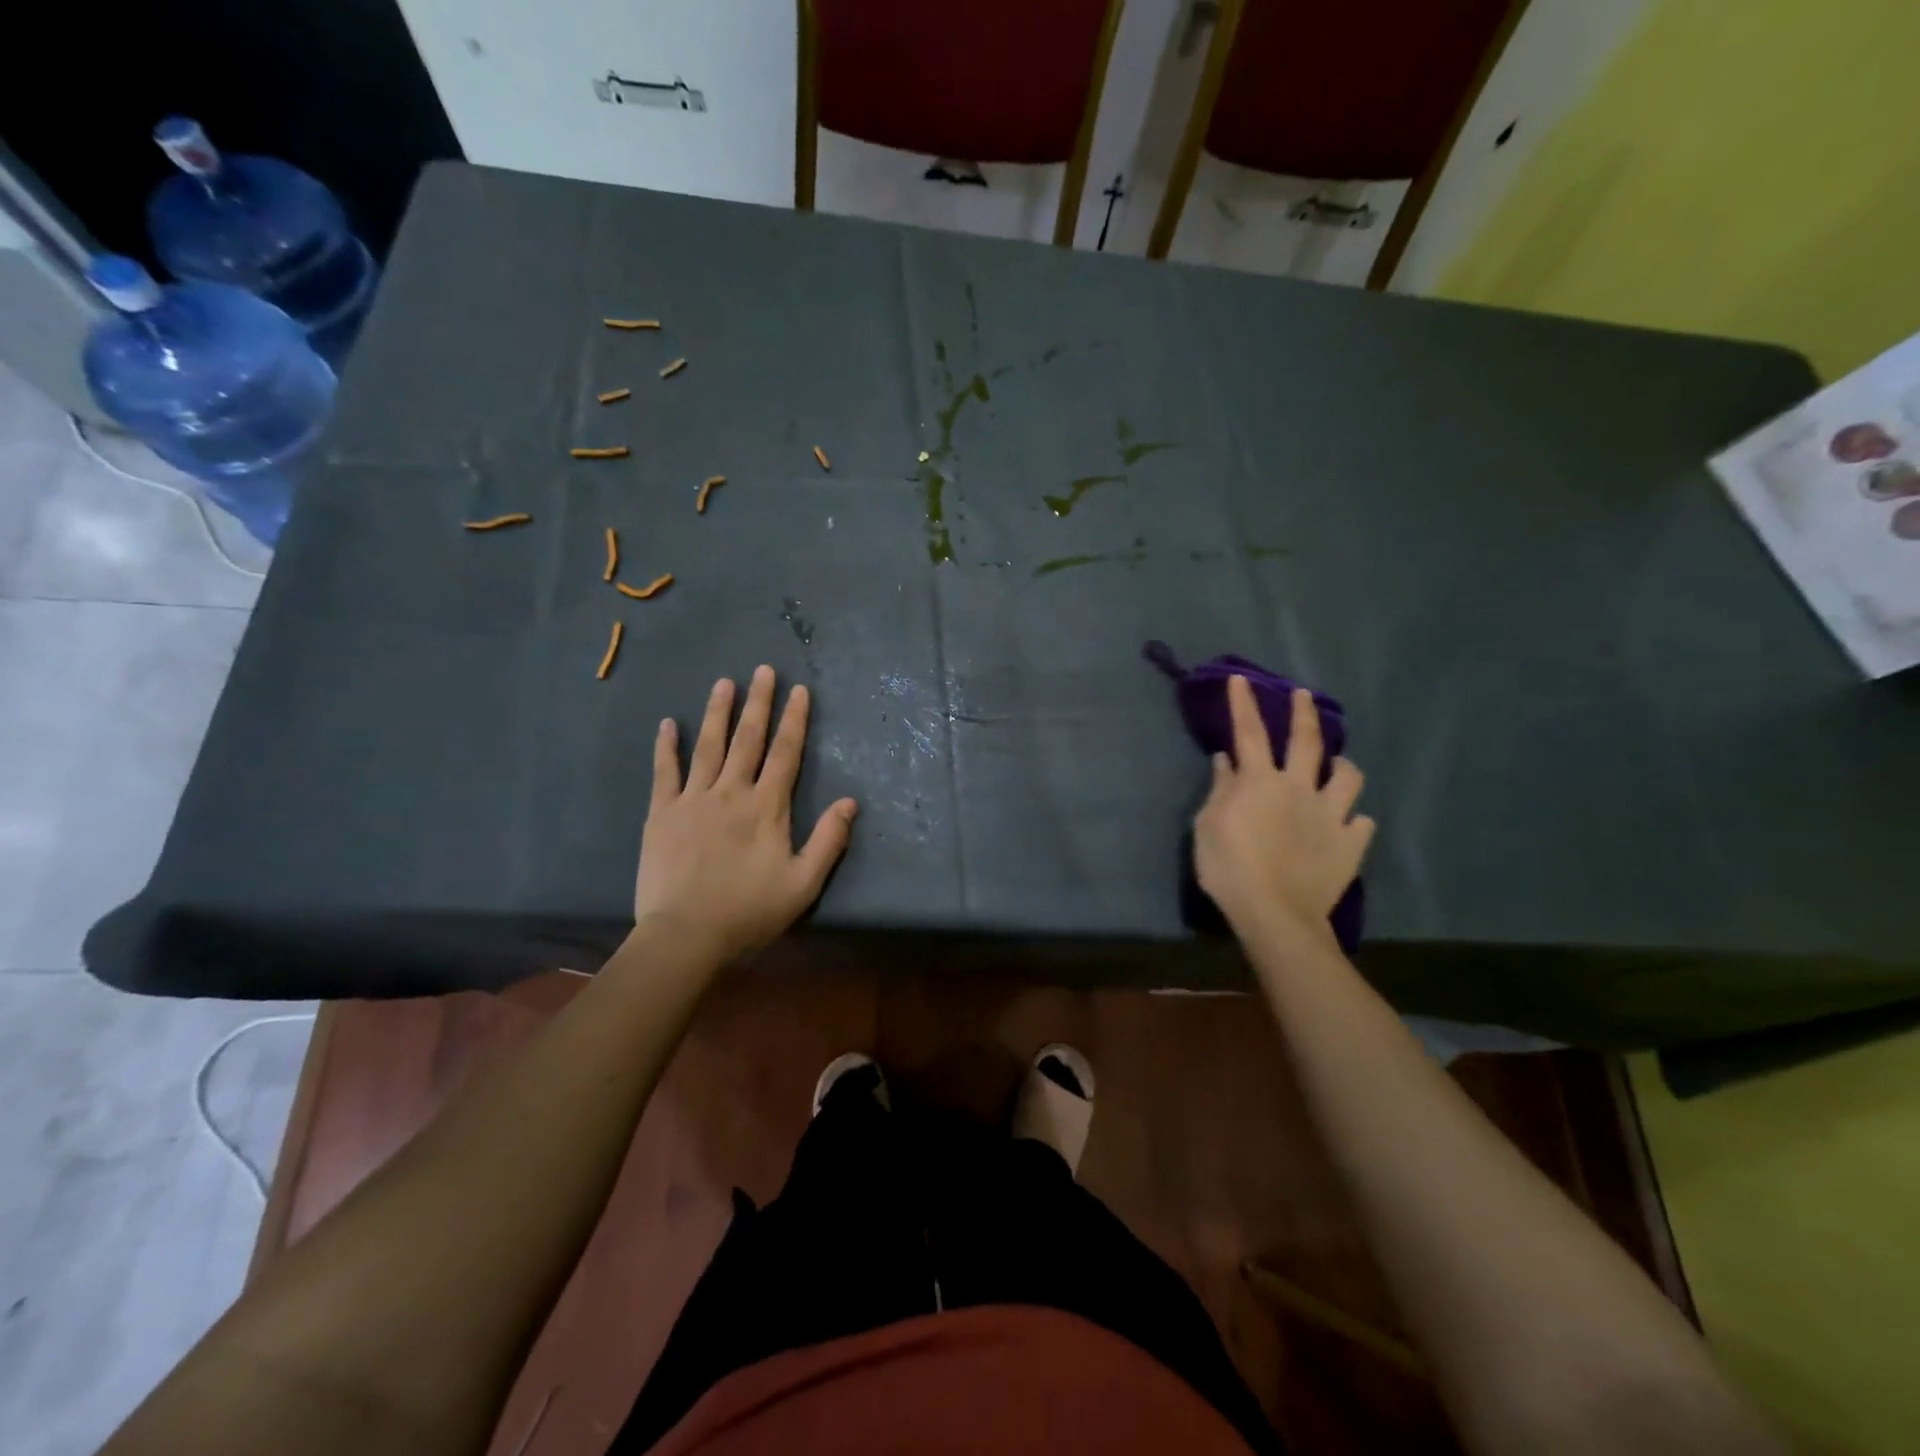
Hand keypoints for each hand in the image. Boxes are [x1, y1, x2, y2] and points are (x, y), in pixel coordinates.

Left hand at [633, 666, 857, 965]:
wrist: (686, 937)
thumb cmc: (749, 912)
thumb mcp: (803, 884)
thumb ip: (829, 840)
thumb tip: (851, 802)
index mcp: (767, 807)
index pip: (786, 753)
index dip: (794, 720)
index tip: (799, 690)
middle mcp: (731, 792)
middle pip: (748, 739)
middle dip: (758, 702)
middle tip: (763, 670)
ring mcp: (693, 800)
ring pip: (708, 746)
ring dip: (718, 712)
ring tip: (724, 682)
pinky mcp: (661, 813)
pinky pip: (665, 771)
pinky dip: (667, 746)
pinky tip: (669, 723)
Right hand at [1193, 677, 1374, 937]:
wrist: (1275, 912)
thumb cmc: (1229, 867)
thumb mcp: (1207, 826)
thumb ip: (1220, 790)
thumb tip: (1225, 761)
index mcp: (1259, 781)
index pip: (1248, 732)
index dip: (1243, 703)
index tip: (1241, 678)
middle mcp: (1298, 787)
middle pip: (1306, 740)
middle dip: (1303, 713)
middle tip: (1303, 696)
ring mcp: (1330, 814)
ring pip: (1347, 776)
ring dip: (1342, 765)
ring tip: (1338, 766)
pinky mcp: (1350, 842)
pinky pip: (1361, 822)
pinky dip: (1353, 819)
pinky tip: (1347, 824)